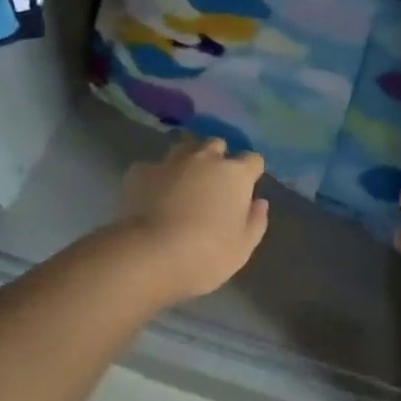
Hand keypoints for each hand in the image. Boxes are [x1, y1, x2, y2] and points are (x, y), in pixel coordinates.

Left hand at [116, 137, 270, 300]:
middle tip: (212, 184)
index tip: (245, 189)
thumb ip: (256, 222)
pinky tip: (151, 195)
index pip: (253, 160)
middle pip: (217, 145)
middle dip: (218, 159)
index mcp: (235, 174)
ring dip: (188, 160)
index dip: (250, 172)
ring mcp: (171, 161)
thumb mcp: (242, 249)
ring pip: (184, 147)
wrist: (149, 255)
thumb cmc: (205, 255)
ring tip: (183, 182)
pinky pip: (153, 167)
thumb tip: (259, 202)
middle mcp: (205, 158)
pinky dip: (155, 177)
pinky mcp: (140, 171)